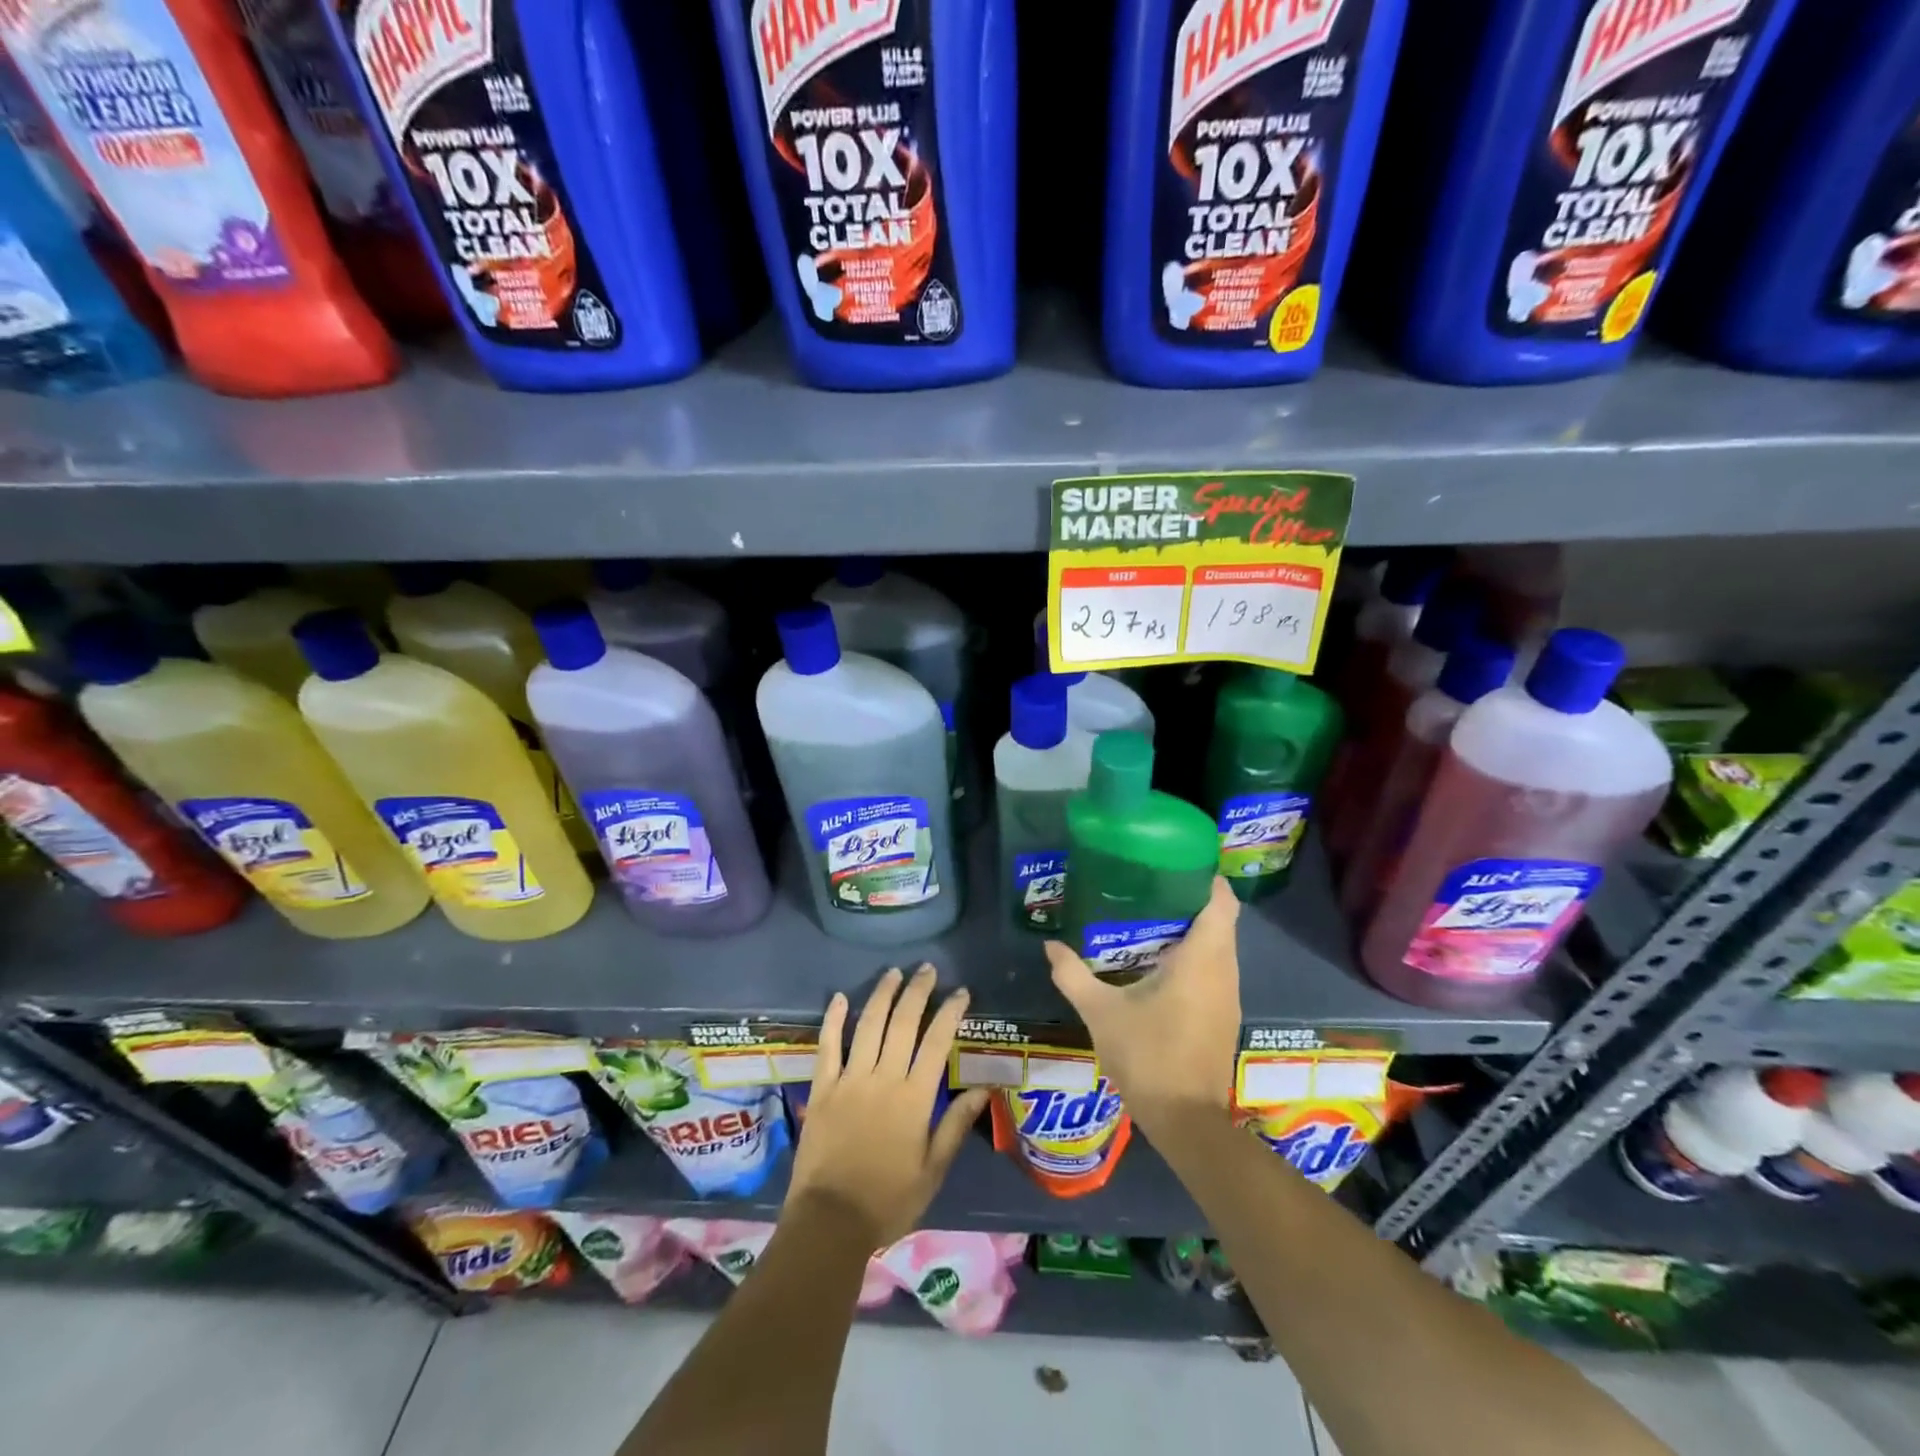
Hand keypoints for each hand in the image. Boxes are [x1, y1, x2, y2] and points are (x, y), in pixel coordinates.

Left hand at [788, 965, 990, 1247]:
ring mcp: (849, 1080)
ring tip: (894, 973)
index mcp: (914, 1098)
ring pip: (867, 1025)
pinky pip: (827, 1046)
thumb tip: (985, 1088)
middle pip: (903, 1024)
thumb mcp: (933, 1170)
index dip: (950, 1013)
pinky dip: (833, 1020)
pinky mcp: (822, 1088)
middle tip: (927, 969)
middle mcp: (883, 1079)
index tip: (961, 992)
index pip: (937, 1043)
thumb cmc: (888, 1200)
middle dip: (917, 992)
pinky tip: (839, 998)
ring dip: (882, 995)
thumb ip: (956, 1125)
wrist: (830, 1222)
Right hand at [1045, 877, 1241, 1135]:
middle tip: (1149, 886)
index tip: (1175, 863)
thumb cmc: (1148, 1056)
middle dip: (1190, 899)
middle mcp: (1224, 971)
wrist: (1186, 1121)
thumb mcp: (1101, 1012)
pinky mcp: (1224, 1015)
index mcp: (1202, 959)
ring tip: (1149, 917)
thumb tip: (1050, 945)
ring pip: (1220, 947)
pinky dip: (1195, 956)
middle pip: (1221, 920)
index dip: (1205, 877)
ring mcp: (1228, 996)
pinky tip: (1159, 962)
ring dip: (1193, 929)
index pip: (1221, 902)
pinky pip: (1216, 969)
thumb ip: (1073, 975)